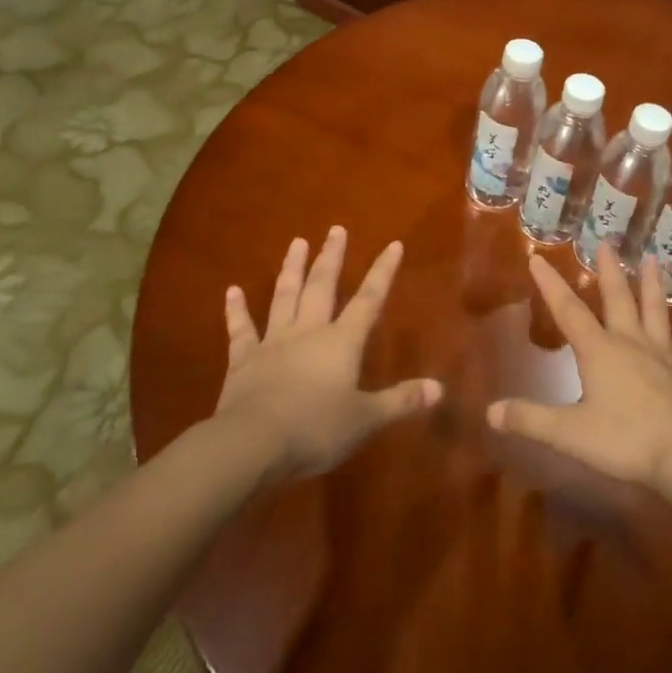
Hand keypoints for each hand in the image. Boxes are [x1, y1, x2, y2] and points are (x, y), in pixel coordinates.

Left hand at [216, 227, 441, 479]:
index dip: (382, 272)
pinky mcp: (243, 360)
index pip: (368, 300)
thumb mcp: (365, 420)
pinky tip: (231, 291)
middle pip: (322, 286)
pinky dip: (236, 310)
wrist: (252, 443)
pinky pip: (241, 329)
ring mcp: (273, 342)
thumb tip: (440, 388)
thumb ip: (401, 401)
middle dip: (332, 257)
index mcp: (341, 342)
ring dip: (292, 269)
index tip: (392, 244)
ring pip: (285, 296)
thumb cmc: (315, 429)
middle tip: (336, 229)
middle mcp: (308, 332)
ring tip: (296, 242)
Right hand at [487, 245, 671, 488]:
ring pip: (655, 310)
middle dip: (608, 270)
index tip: (538, 258)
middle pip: (617, 298)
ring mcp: (663, 354)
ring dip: (652, 284)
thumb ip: (530, 419)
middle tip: (606, 242)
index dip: (551, 284)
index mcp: (599, 351)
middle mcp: (630, 342)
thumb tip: (490, 411)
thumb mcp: (569, 434)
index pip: (568, 311)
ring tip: (651, 257)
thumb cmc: (624, 441)